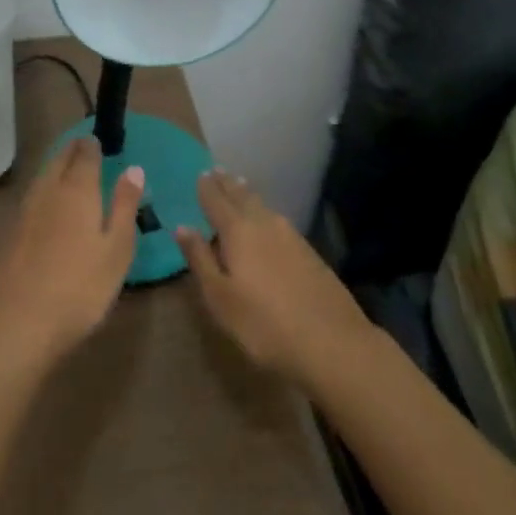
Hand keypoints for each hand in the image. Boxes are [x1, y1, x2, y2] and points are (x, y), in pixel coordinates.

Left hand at [0, 136, 142, 365]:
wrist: (17, 324)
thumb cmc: (79, 288)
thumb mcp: (116, 249)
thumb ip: (124, 206)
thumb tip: (133, 168)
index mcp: (76, 190)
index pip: (84, 155)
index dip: (92, 145)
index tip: (98, 140)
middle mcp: (47, 192)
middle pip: (58, 161)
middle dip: (71, 151)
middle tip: (83, 147)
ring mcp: (23, 213)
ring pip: (42, 178)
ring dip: (55, 168)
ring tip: (67, 170)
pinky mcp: (9, 235)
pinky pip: (31, 199)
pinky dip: (43, 191)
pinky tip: (47, 206)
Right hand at [175, 170, 373, 387]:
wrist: (333, 343)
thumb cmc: (264, 324)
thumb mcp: (220, 298)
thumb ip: (201, 260)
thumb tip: (183, 227)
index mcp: (238, 232)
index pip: (217, 201)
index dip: (207, 188)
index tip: (201, 173)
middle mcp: (264, 224)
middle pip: (242, 197)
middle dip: (228, 184)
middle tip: (218, 171)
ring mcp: (291, 236)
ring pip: (263, 206)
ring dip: (248, 194)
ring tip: (240, 186)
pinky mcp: (309, 252)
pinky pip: (279, 220)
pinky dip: (266, 212)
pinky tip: (268, 220)